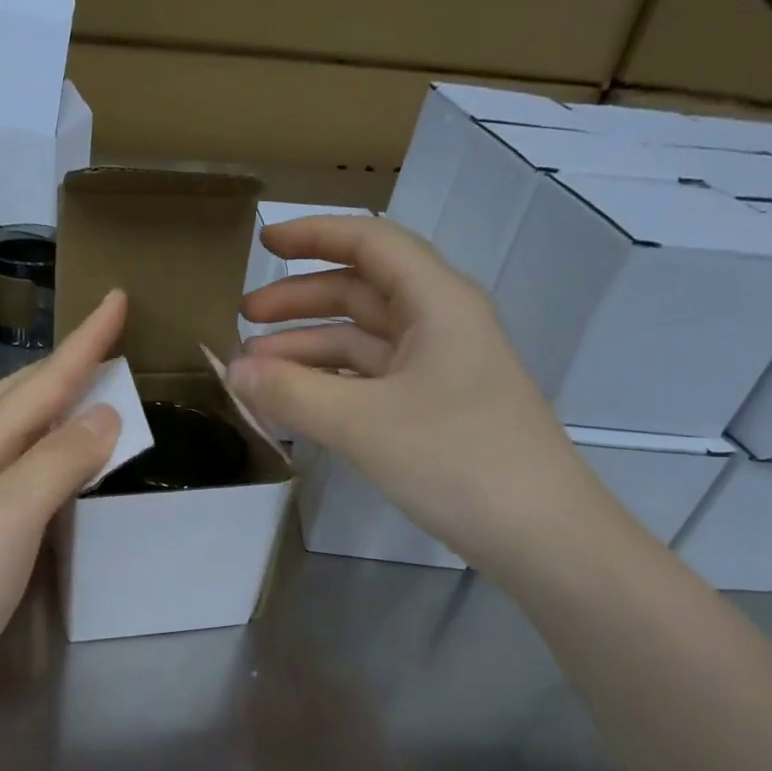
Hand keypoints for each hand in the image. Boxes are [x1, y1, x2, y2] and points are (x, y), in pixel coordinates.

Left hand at [0, 291, 126, 732]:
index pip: (43, 383)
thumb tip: (106, 415)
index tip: (117, 298)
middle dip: (63, 366)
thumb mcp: (10, 511)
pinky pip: (27, 482)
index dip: (84, 343)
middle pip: (20, 399)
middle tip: (103, 345)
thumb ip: (58, 460)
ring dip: (54, 410)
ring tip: (88, 397)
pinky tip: (64, 475)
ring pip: (20, 438)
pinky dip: (53, 462)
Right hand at [229, 216, 601, 571]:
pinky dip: (329, 383)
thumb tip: (231, 371)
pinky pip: (369, 380)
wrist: (540, 534)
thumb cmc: (457, 459)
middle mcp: (439, 324)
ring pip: (361, 341)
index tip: (262, 242)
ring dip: (308, 348)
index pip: (369, 244)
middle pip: (360, 292)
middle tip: (243, 320)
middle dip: (299, 301)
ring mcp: (437, 369)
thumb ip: (291, 393)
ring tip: (254, 370)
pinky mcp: (433, 409)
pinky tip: (294, 401)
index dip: (314, 235)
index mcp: (436, 302)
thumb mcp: (362, 423)